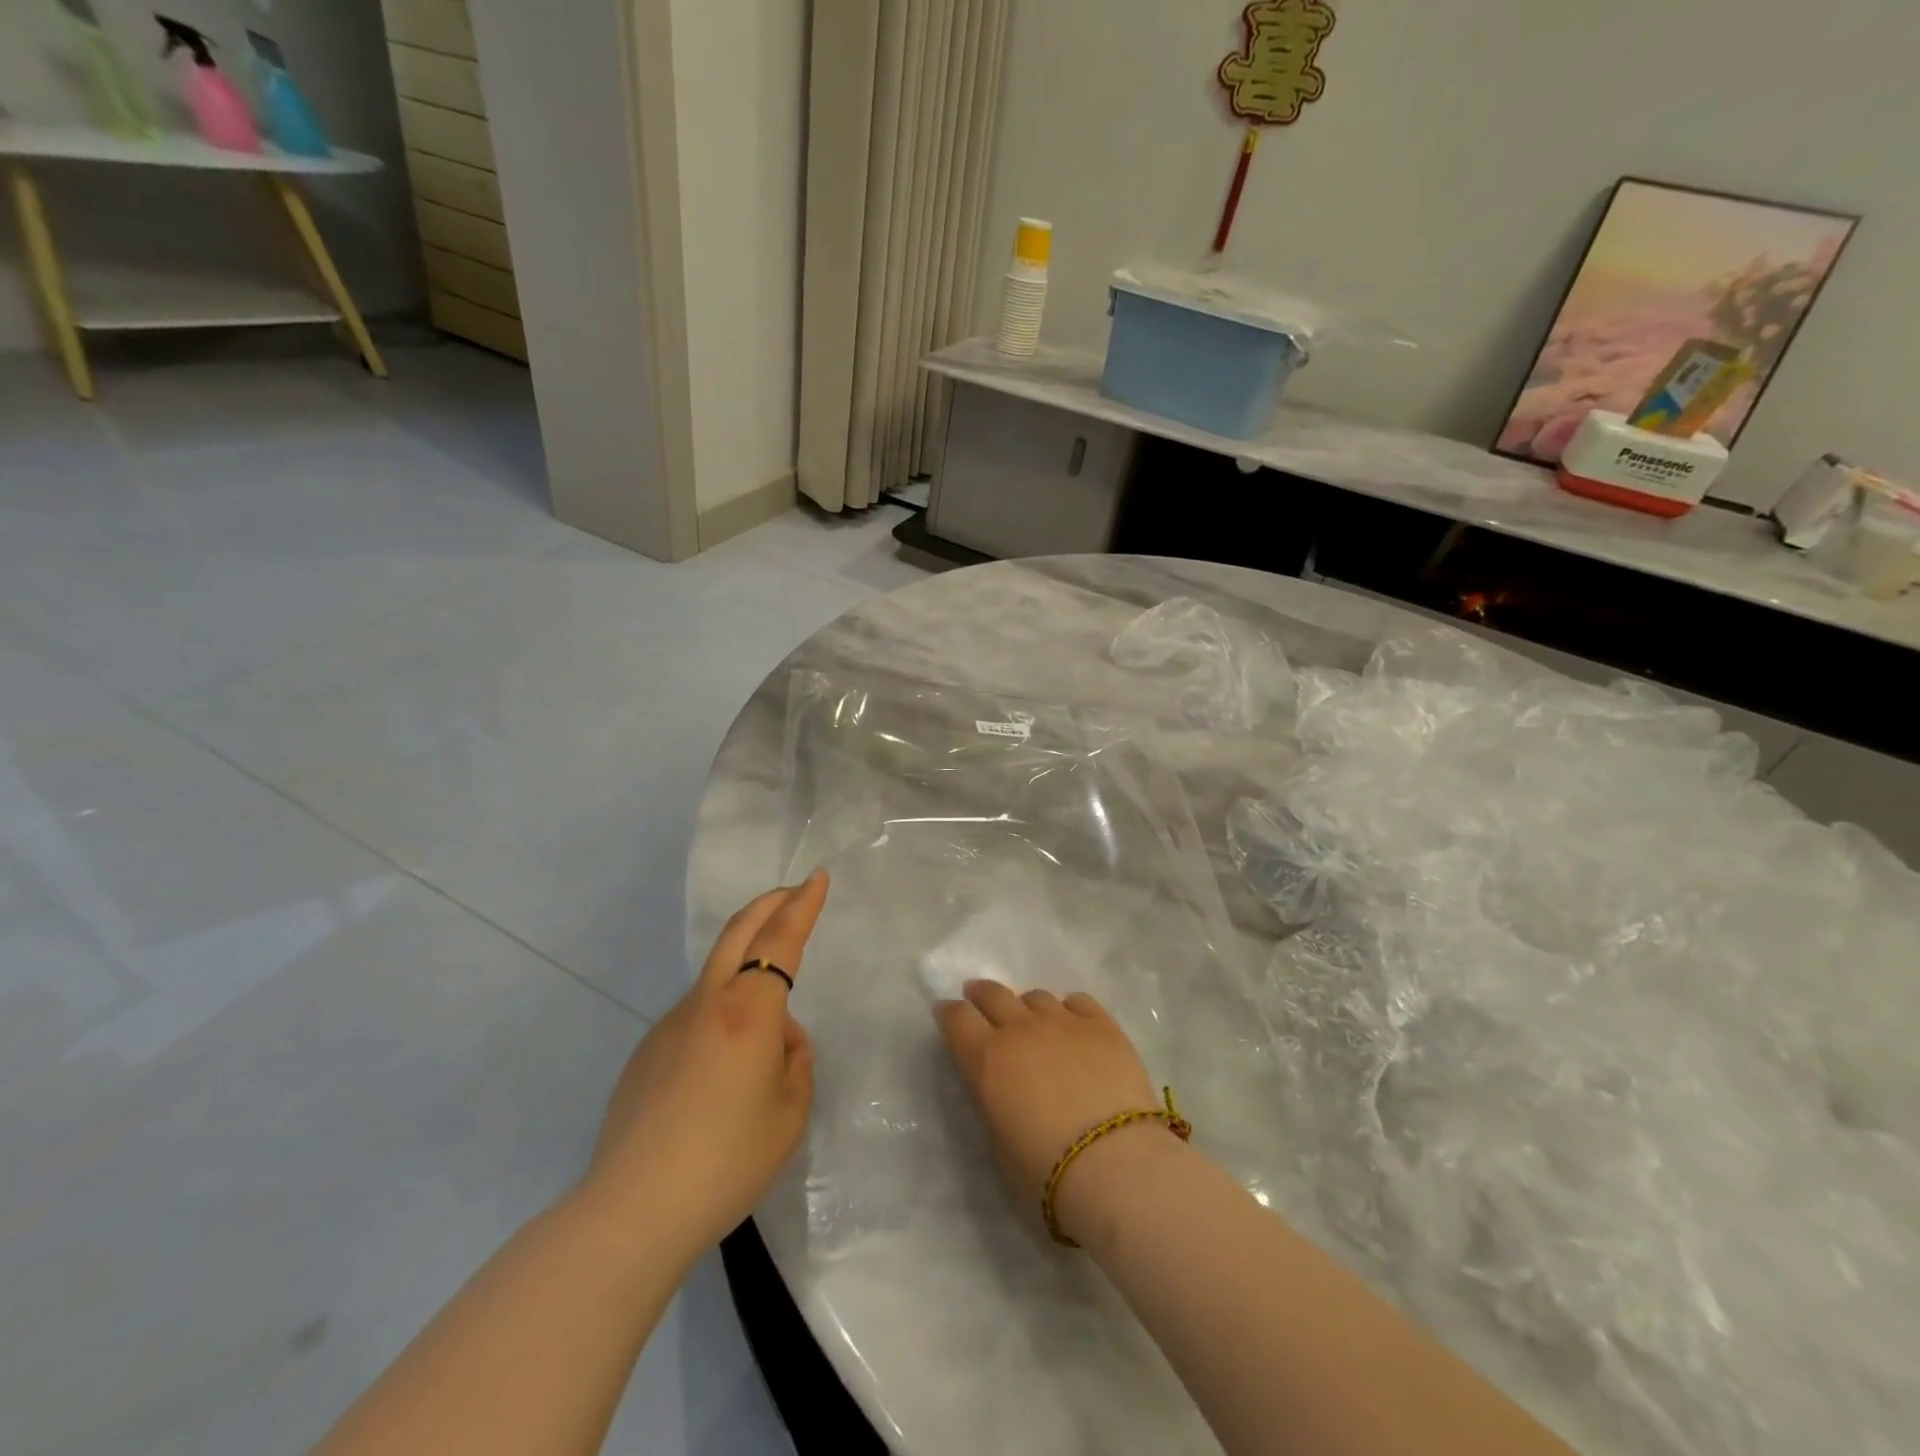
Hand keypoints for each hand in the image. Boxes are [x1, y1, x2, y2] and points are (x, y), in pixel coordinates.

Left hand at [575, 872, 829, 1262]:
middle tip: (794, 892)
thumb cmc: (727, 1160)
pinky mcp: (647, 1052)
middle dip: (770, 903)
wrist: (634, 1210)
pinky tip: (723, 1074)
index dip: (803, 905)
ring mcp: (670, 1025)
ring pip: (716, 976)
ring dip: (746, 966)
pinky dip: (722, 1016)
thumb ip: (795, 1061)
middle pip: (738, 932)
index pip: (781, 940)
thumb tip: (779, 1038)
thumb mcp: (789, 1112)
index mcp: (749, 1011)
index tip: (817, 878)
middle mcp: (707, 1004)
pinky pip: (696, 1017)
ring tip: (769, 1030)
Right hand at [937, 982, 1171, 1242]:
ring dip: (1027, 1007)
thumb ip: (992, 1101)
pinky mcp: (1102, 1025)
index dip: (949, 1013)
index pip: (956, 1018)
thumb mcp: (998, 1142)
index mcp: (987, 1059)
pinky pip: (1077, 1001)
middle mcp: (1020, 1029)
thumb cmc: (1045, 1172)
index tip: (948, 1014)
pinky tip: (1074, 1026)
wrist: (1114, 1165)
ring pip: (1035, 996)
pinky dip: (1069, 1010)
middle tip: (978, 998)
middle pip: (992, 994)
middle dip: (981, 994)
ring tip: (1034, 1023)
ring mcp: (1063, 1022)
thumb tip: (998, 1085)